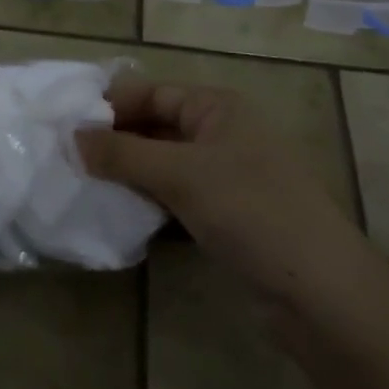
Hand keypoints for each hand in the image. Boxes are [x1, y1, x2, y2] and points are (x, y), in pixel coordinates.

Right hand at [74, 80, 355, 304]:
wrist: (322, 295)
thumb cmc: (252, 211)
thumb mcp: (182, 175)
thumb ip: (123, 154)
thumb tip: (73, 137)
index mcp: (217, 107)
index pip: (152, 92)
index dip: (111, 106)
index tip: (67, 124)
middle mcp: (222, 133)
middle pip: (156, 126)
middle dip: (116, 140)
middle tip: (69, 158)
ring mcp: (226, 176)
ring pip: (164, 164)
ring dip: (129, 172)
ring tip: (83, 183)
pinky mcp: (226, 216)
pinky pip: (177, 196)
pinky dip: (149, 199)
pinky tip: (119, 211)